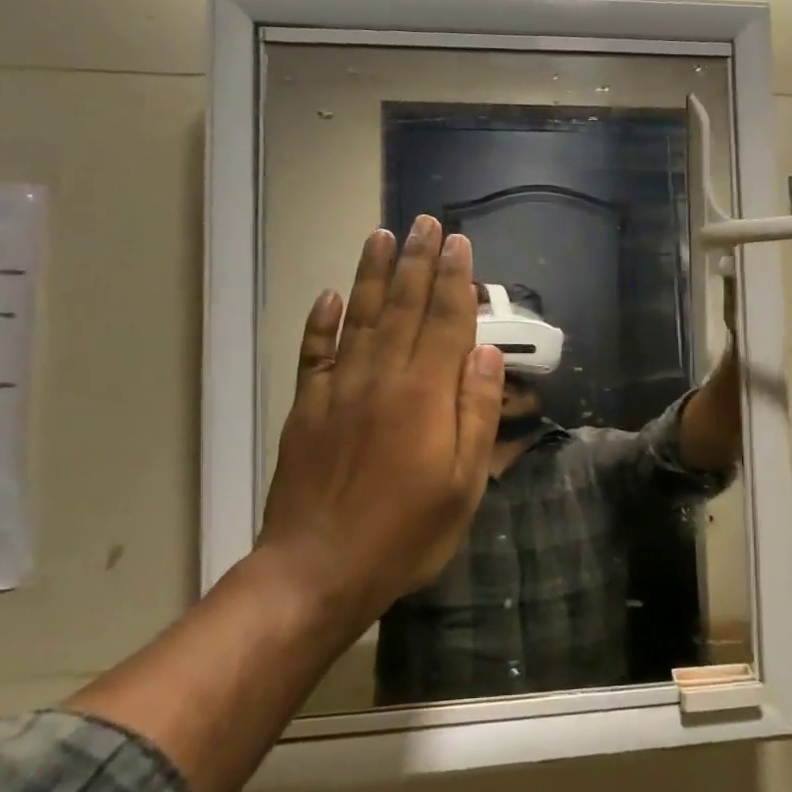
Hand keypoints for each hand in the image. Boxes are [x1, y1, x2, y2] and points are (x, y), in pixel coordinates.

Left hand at [260, 217, 504, 624]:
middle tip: (425, 223)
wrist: (318, 569)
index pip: (446, 321)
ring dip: (373, 274)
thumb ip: (474, 413)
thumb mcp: (463, 484)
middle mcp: (382, 377)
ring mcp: (338, 389)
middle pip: (405, 307)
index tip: (460, 244)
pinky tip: (330, 295)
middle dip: (418, 261)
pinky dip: (321, 322)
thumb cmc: (405, 532)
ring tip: (381, 236)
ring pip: (360, 317)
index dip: (456, 280)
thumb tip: (485, 354)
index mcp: (425, 394)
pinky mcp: (306, 407)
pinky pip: (314, 353)